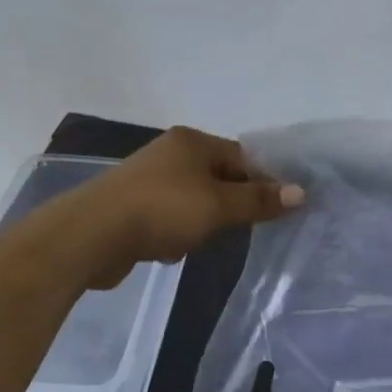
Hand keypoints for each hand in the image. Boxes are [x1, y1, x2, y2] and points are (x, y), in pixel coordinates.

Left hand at [66, 127, 303, 286]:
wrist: (90, 235)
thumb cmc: (162, 210)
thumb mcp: (218, 205)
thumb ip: (258, 200)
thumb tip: (301, 191)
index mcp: (192, 142)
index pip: (242, 156)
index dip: (263, 181)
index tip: (279, 209)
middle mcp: (170, 153)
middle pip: (219, 177)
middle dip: (230, 205)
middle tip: (237, 229)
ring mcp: (148, 179)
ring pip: (195, 200)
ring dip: (201, 223)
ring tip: (197, 241)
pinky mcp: (132, 206)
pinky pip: (169, 217)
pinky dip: (175, 233)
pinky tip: (169, 250)